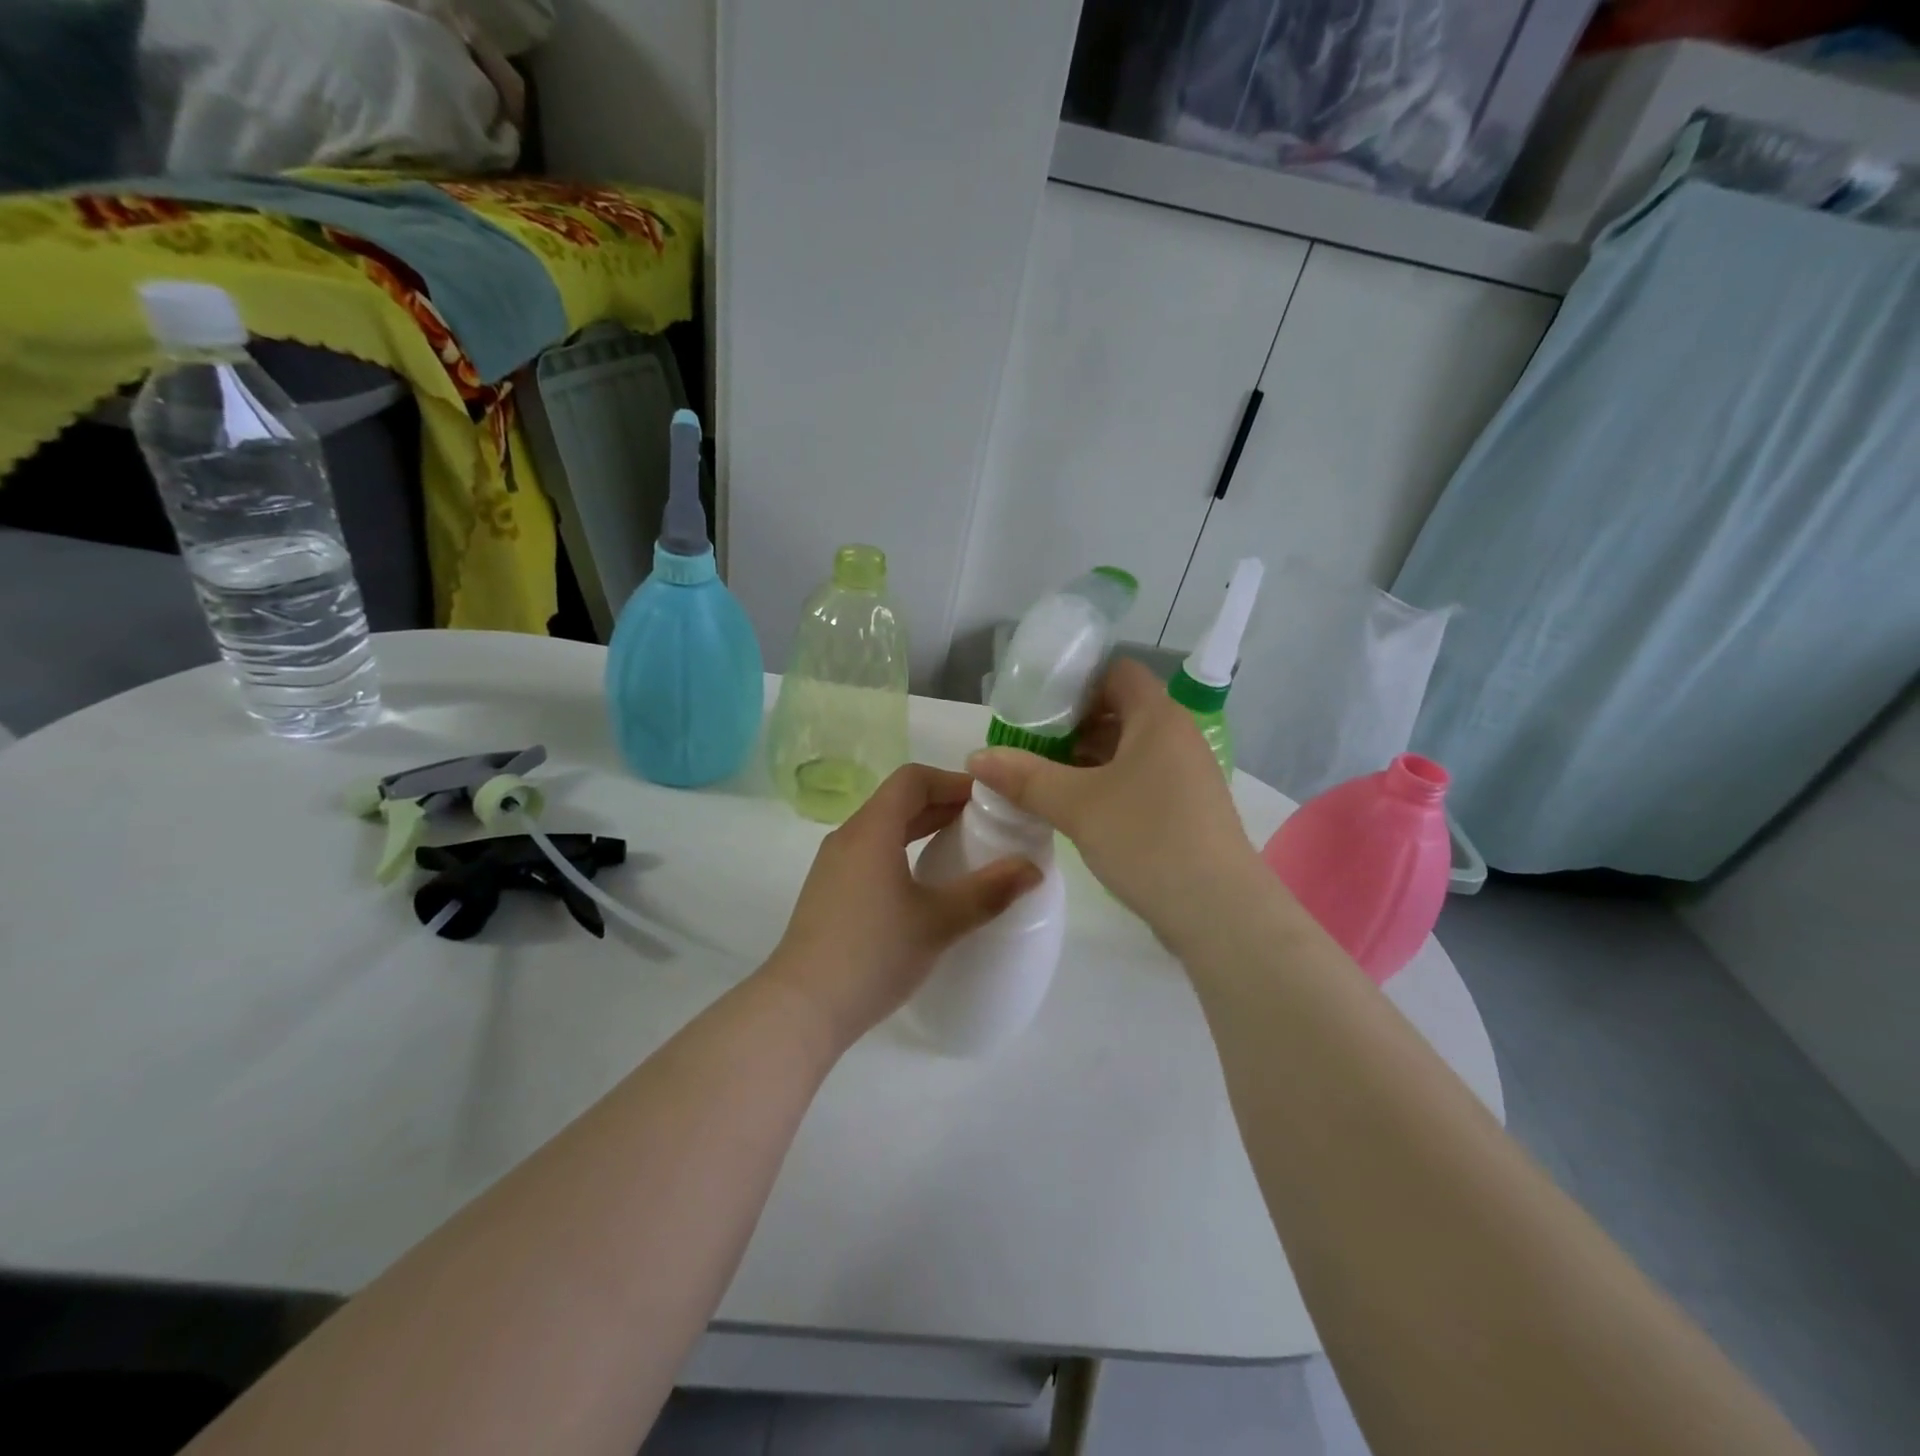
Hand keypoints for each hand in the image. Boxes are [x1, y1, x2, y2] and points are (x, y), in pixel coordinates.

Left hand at [765, 764, 1042, 1048]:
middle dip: (943, 804)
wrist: (802, 1007)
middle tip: (986, 824)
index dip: (953, 782)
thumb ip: (988, 892)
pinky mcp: (829, 891)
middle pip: (898, 801)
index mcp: (872, 830)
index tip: (988, 801)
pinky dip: (902, 850)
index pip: (913, 779)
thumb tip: (1033, 868)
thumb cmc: (873, 954)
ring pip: (883, 827)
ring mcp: (834, 864)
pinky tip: (923, 883)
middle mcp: (848, 836)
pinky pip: (871, 852)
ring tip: (961, 848)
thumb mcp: (938, 922)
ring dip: (922, 828)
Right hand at [968, 659, 1263, 943]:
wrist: (1219, 911)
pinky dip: (1108, 782)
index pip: (1116, 672)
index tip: (1037, 706)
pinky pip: (1141, 778)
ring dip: (1088, 757)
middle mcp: (1177, 736)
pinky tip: (1078, 807)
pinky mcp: (1187, 807)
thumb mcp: (1076, 805)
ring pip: (1129, 748)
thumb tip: (976, 757)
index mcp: (1158, 718)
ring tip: (1044, 777)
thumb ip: (1025, 777)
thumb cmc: (1147, 840)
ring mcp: (1187, 774)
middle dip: (1073, 725)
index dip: (1076, 681)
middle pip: (1120, 710)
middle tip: (1030, 744)